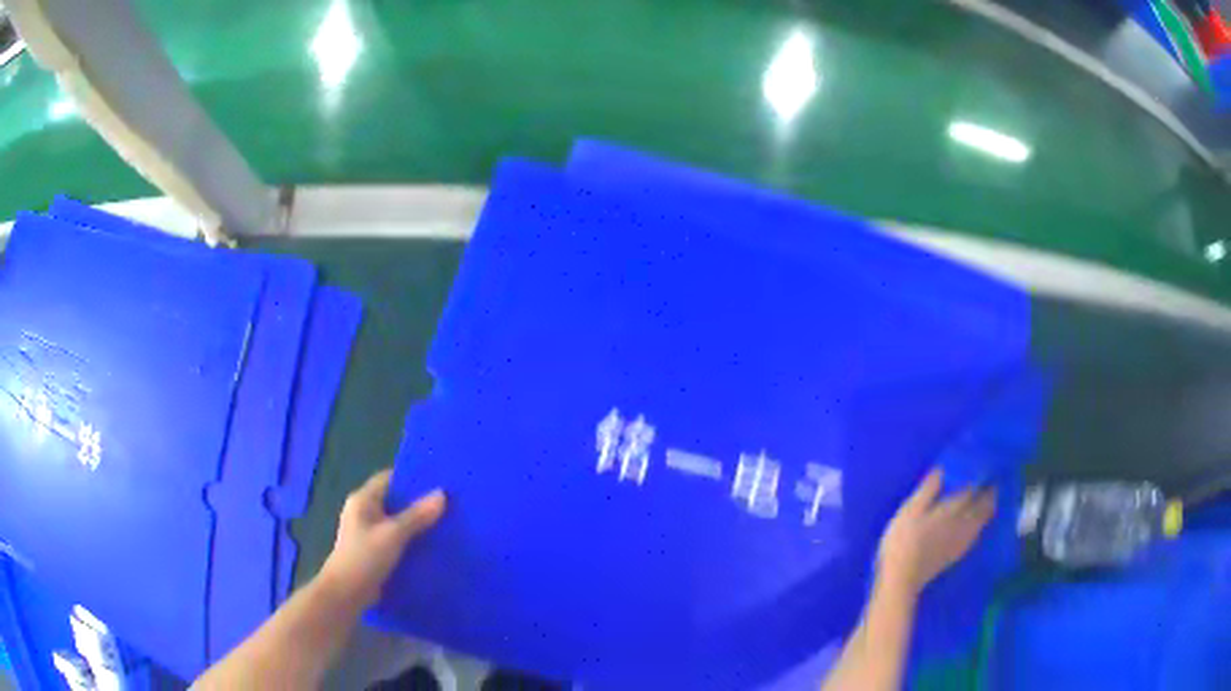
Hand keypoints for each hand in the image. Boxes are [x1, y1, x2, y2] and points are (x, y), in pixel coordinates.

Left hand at [320, 469, 445, 606]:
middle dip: (418, 502)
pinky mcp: (374, 550)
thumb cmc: (365, 557)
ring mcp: (368, 532)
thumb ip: (417, 515)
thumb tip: (442, 494)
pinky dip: (411, 539)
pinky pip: (396, 538)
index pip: (389, 479)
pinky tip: (432, 544)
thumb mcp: (393, 534)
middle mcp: (364, 511)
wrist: (347, 593)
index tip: (437, 480)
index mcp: (363, 500)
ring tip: (446, 522)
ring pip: (397, 521)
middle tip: (448, 502)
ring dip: (417, 523)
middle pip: (394, 500)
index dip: (411, 477)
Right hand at [877, 469, 994, 594]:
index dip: (982, 475)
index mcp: (953, 509)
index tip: (986, 466)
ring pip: (984, 520)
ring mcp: (963, 541)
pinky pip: (977, 533)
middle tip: (991, 481)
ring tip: (987, 499)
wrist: (901, 580)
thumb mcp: (909, 510)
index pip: (975, 488)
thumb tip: (942, 470)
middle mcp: (964, 523)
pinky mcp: (957, 554)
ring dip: (988, 508)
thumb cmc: (903, 541)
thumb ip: (928, 489)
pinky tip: (976, 524)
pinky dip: (981, 523)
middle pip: (985, 505)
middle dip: (990, 492)